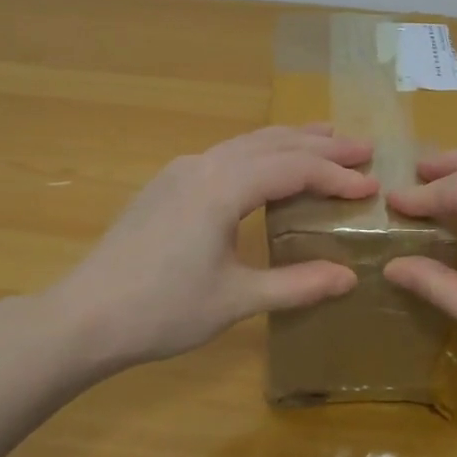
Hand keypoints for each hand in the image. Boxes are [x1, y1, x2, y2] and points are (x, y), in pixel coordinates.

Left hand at [46, 125, 378, 370]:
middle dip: (319, 145)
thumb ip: (296, 285)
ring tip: (326, 140)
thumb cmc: (162, 310)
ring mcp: (180, 172)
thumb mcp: (236, 300)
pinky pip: (224, 155)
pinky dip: (258, 153)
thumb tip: (350, 277)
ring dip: (288, 142)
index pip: (292, 169)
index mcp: (222, 188)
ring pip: (245, 143)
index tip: (371, 187)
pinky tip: (267, 166)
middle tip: (362, 148)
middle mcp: (203, 166)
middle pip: (271, 143)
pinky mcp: (165, 185)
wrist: (84, 316)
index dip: (335, 176)